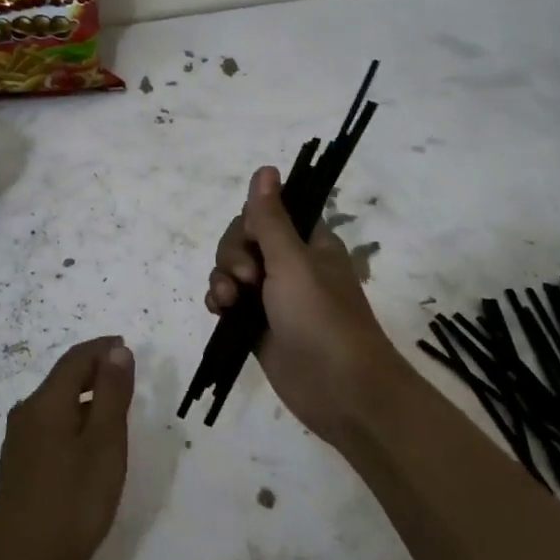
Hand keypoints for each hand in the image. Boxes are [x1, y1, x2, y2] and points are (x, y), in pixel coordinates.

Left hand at [0, 336, 135, 559]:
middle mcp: (26, 414)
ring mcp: (18, 442)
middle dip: (94, 370)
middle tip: (126, 374)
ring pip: (55, 404)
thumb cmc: (72, 503)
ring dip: (84, 396)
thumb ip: (111, 394)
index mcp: (46, 403)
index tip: (127, 345)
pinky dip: (73, 419)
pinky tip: (88, 443)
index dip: (102, 348)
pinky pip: (49, 426)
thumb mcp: (104, 444)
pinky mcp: (18, 467)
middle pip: (62, 378)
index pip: (75, 359)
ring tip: (114, 407)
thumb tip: (116, 350)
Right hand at [205, 166, 411, 444]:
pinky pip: (229, 300)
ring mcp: (273, 296)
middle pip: (243, 240)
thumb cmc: (321, 318)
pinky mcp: (258, 325)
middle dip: (233, 254)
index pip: (267, 212)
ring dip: (223, 278)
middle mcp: (290, 264)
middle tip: (247, 279)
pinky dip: (220, 300)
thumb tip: (265, 168)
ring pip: (232, 270)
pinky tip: (219, 310)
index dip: (251, 223)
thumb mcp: (292, 262)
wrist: (340, 390)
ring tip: (230, 301)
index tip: (253, 242)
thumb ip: (271, 218)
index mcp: (307, 242)